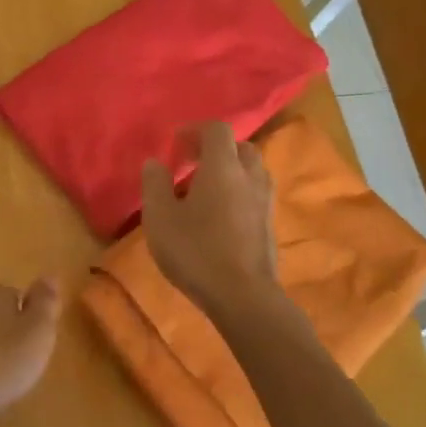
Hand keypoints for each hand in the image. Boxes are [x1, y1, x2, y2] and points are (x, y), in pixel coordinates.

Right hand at [141, 121, 282, 318]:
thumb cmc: (196, 252)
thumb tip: (155, 162)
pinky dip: (239, 193)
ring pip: (251, 171)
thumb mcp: (160, 218)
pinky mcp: (270, 225)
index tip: (175, 144)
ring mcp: (265, 201)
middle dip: (216, 149)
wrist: (244, 297)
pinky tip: (220, 216)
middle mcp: (250, 176)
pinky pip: (255, 194)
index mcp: (223, 167)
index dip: (195, 130)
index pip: (217, 129)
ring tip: (205, 191)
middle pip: (239, 147)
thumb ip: (155, 184)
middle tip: (191, 165)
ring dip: (230, 171)